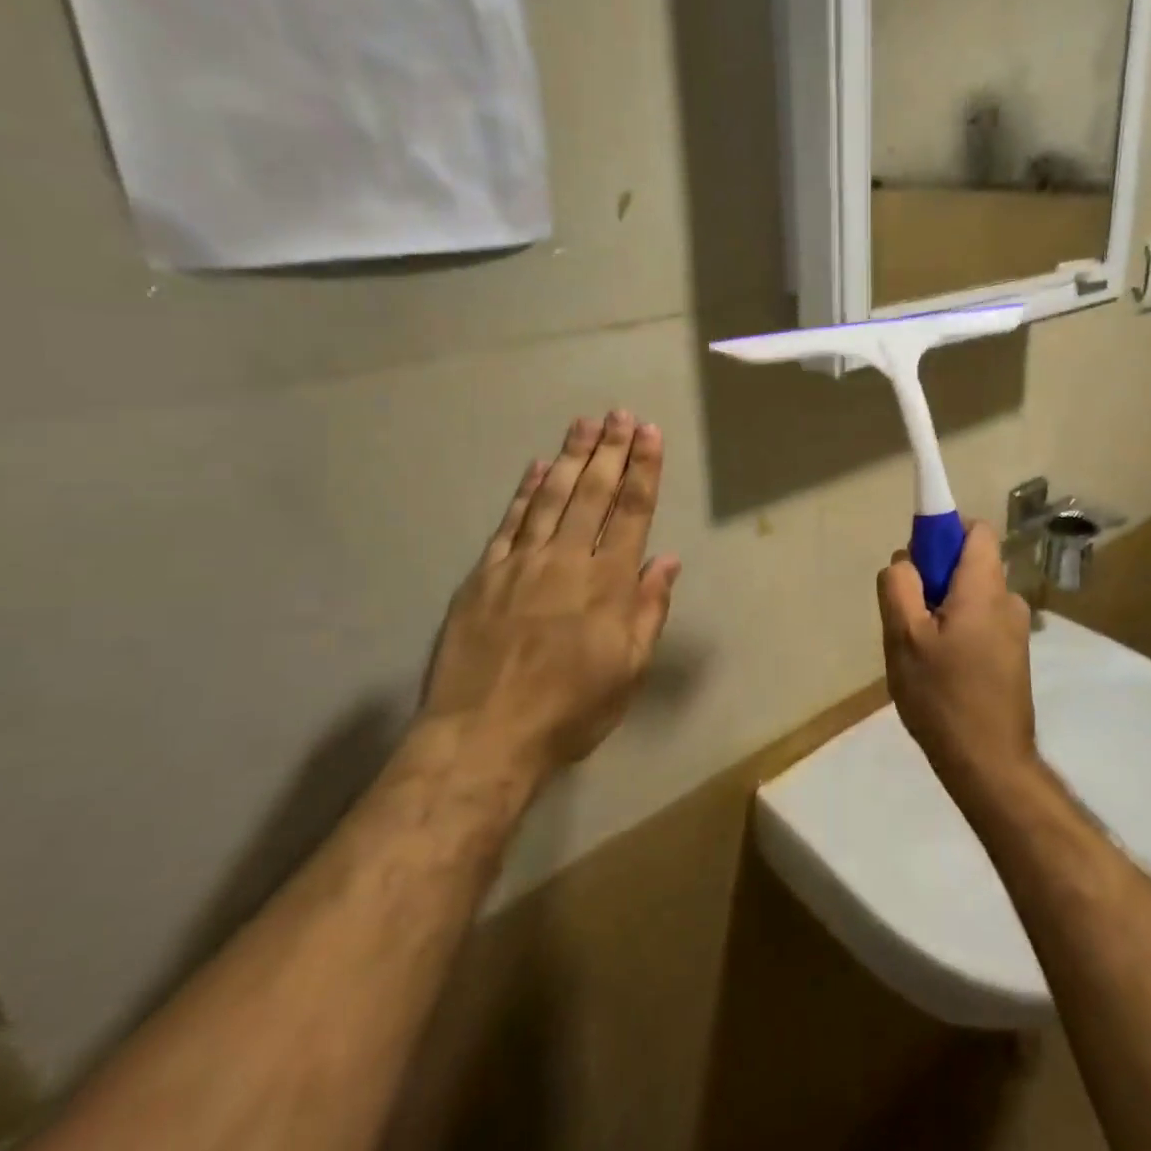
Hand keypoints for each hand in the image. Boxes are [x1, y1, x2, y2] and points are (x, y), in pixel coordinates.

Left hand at [421, 412, 682, 792]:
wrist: (483, 736)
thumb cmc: (570, 710)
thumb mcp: (628, 671)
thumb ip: (649, 610)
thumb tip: (667, 560)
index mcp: (608, 583)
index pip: (632, 512)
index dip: (643, 470)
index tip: (649, 434)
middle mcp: (567, 560)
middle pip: (593, 493)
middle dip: (610, 449)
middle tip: (619, 414)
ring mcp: (522, 563)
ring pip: (552, 497)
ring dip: (571, 457)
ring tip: (584, 424)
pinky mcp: (485, 574)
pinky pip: (510, 522)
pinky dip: (526, 491)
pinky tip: (538, 467)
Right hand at [877, 523, 1036, 801]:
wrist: (990, 765)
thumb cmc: (943, 696)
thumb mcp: (903, 637)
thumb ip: (899, 586)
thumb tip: (905, 561)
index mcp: (984, 587)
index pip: (974, 529)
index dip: (942, 532)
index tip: (917, 562)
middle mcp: (1008, 600)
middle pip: (968, 564)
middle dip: (934, 579)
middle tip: (908, 619)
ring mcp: (1015, 630)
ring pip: (970, 597)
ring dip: (942, 610)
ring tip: (921, 653)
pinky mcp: (1013, 656)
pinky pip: (979, 622)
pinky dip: (957, 631)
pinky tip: (940, 672)